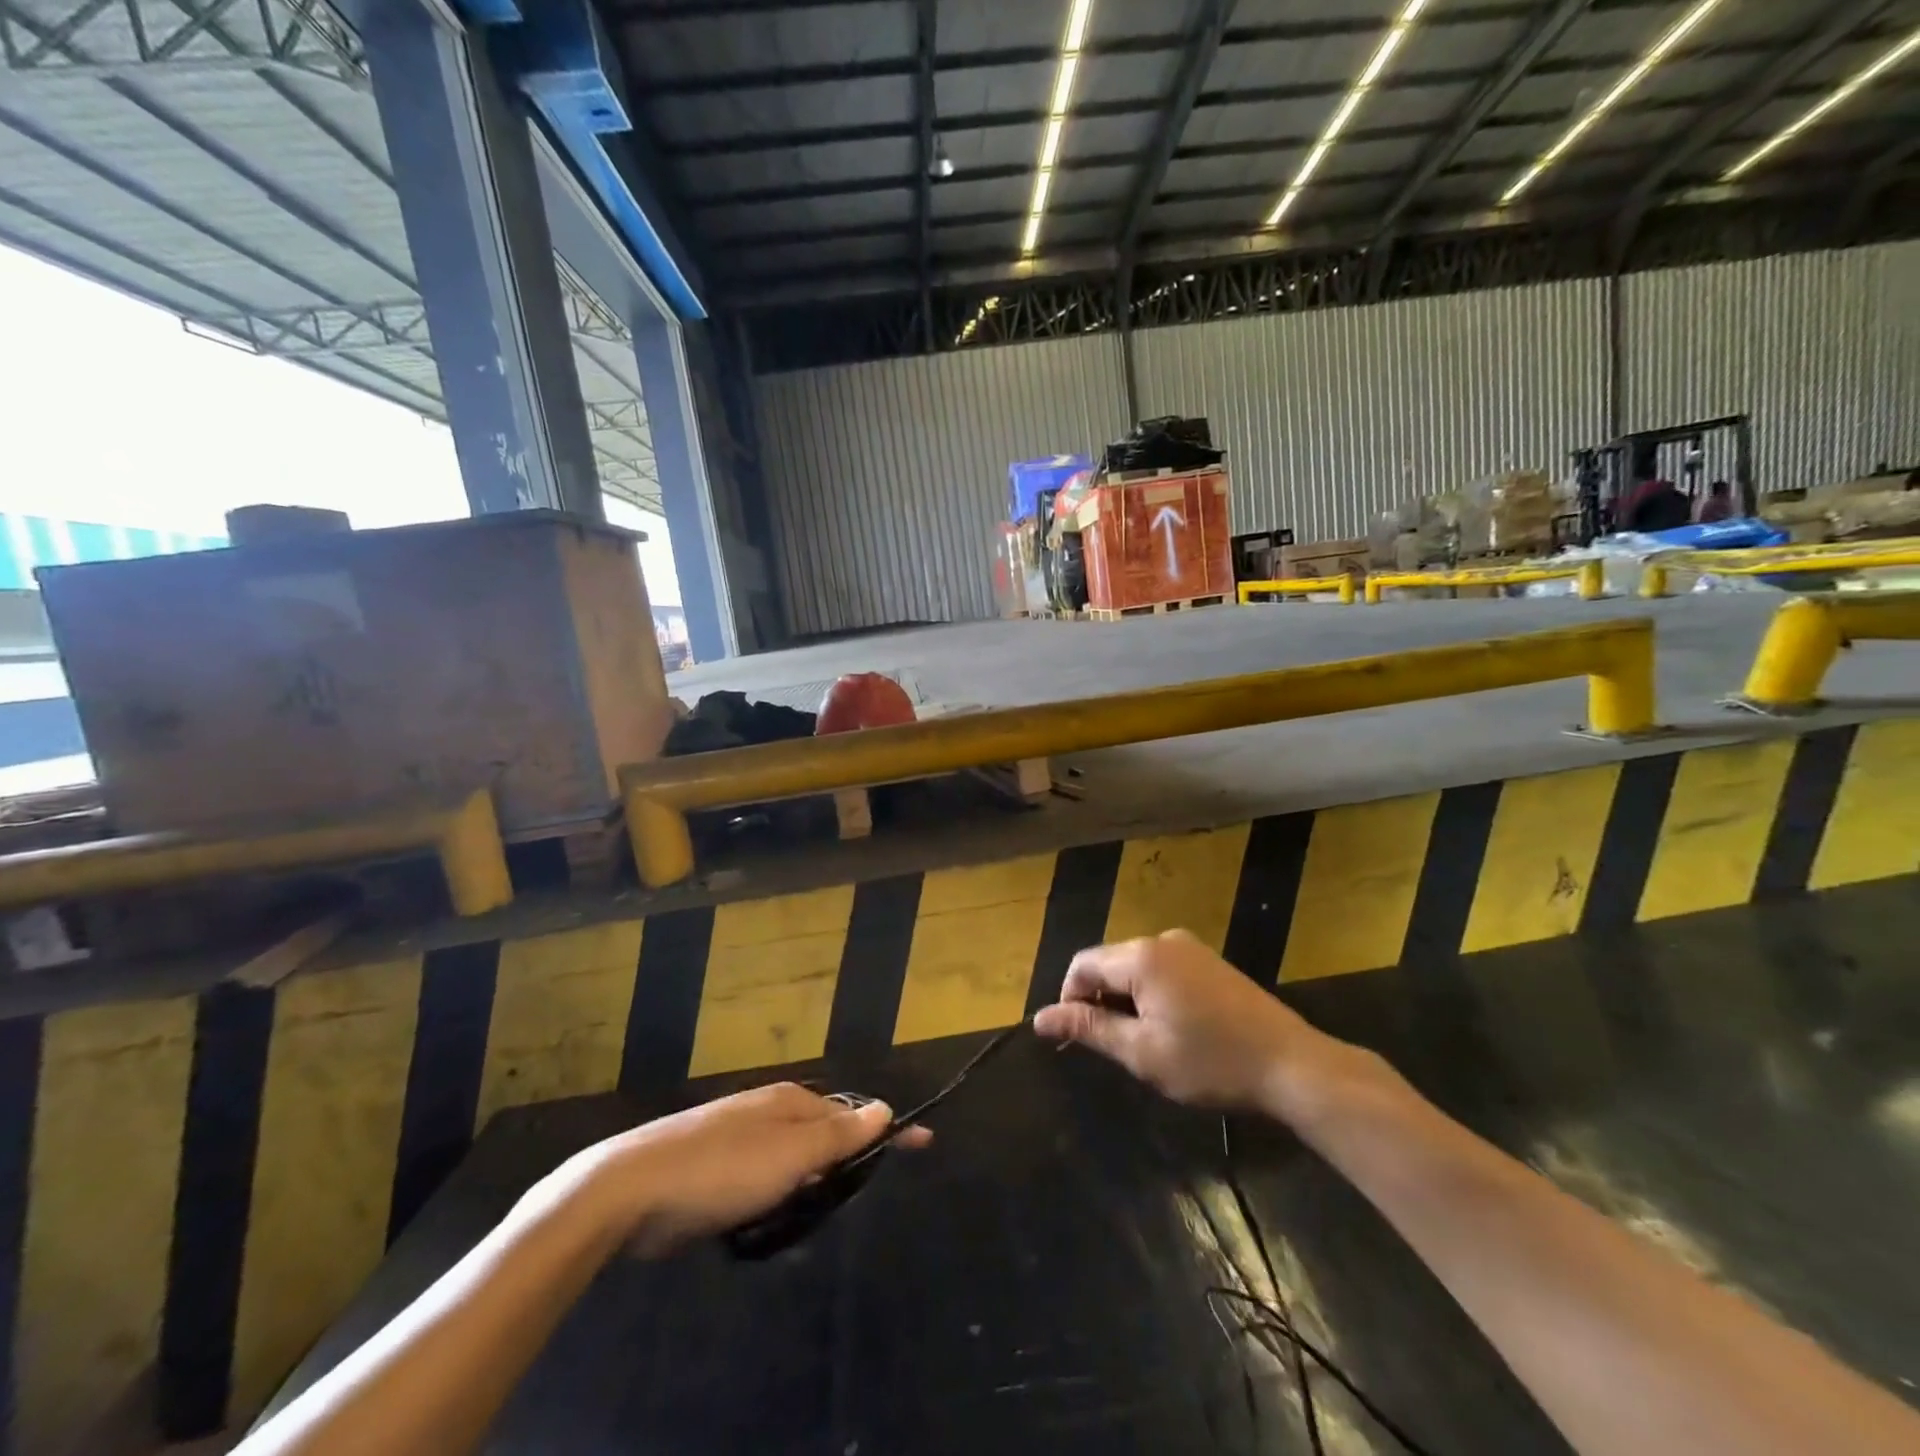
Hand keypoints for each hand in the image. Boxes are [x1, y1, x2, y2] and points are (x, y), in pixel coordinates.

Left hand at [552, 1083, 930, 1257]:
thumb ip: (840, 1135)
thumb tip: (886, 1106)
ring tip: (798, 1222)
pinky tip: (763, 1225)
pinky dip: (773, 1202)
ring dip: (804, 1191)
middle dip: (838, 1169)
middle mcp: (769, 1112)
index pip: (854, 1114)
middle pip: (824, 1138)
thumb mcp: (790, 1153)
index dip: (887, 1131)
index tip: (924, 1142)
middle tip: (836, 1203)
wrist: (631, 1189)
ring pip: (793, 1164)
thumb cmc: (722, 1168)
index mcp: (792, 1101)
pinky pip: (764, 1183)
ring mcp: (740, 1138)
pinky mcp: (716, 1169)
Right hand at [1032, 929, 1364, 1118]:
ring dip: (1127, 1000)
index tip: (1076, 1040)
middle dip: (1100, 1001)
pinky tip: (1172, 1029)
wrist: (1292, 1065)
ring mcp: (1190, 947)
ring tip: (1144, 1044)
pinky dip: (1152, 995)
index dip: (1070, 1000)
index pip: (1082, 965)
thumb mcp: (1142, 1053)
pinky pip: (1162, 969)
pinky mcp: (1210, 961)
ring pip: (1136, 968)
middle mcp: (1162, 940)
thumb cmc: (1210, 1062)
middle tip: (1113, 1048)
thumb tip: (1039, 1018)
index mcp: (1141, 956)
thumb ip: (1089, 1029)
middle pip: (1109, 963)